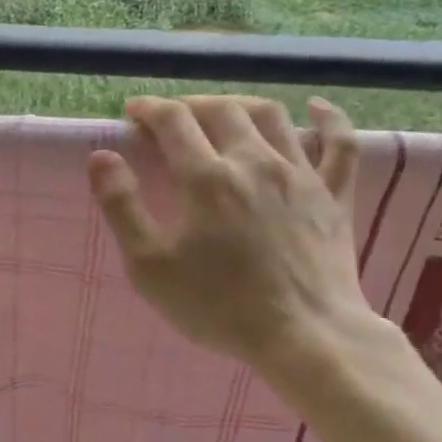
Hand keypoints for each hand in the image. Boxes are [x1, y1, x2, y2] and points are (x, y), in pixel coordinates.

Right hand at [87, 94, 383, 393]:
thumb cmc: (218, 306)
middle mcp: (254, 162)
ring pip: (272, 116)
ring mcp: (300, 175)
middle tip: (172, 117)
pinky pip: (340, 144)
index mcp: (206, 178)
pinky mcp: (335, 195)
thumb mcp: (150, 265)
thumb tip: (101, 156)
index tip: (134, 113)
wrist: (304, 336)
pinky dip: (330, 120)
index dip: (150, 110)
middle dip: (191, 105)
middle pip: (222, 110)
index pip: (173, 122)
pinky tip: (318, 108)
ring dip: (241, 105)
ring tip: (224, 111)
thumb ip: (121, 206)